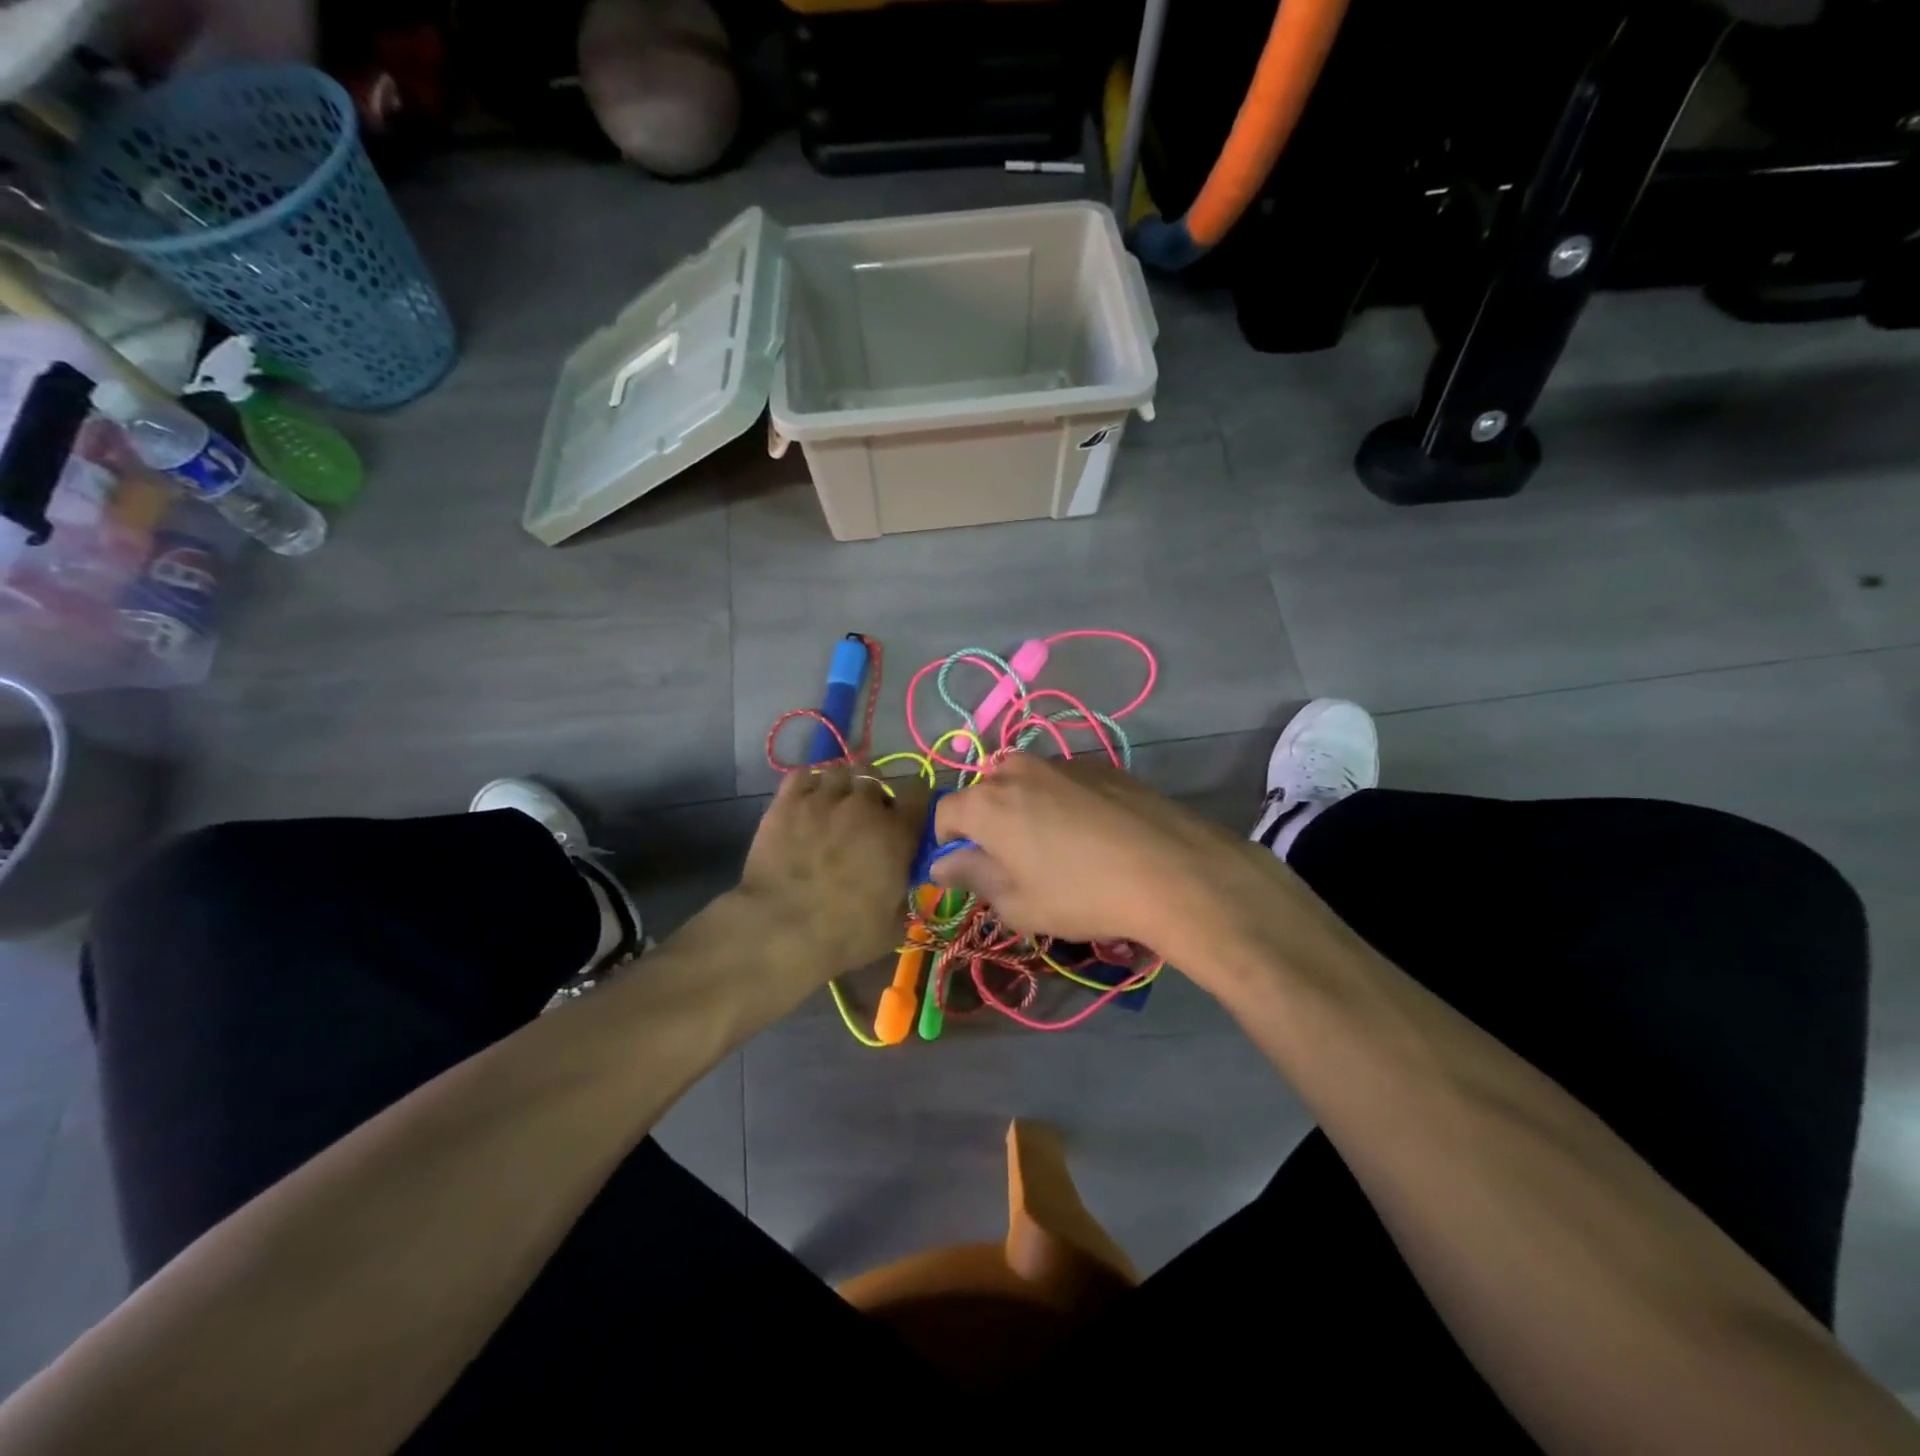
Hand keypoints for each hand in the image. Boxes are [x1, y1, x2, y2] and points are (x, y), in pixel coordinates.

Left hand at [738, 763, 930, 978]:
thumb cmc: (845, 936)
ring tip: (834, 804)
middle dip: (873, 794)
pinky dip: (808, 783)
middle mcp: (864, 806)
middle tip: (865, 817)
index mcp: (898, 833)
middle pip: (876, 777)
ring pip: (840, 771)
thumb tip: (901, 882)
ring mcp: (824, 799)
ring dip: (842, 785)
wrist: (781, 930)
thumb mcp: (893, 925)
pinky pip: (803, 775)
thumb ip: (904, 893)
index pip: (919, 792)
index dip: (914, 802)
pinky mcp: (788, 802)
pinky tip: (806, 801)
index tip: (908, 817)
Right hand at [930, 754, 1268, 952]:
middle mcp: (1018, 770)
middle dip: (986, 822)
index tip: (964, 869)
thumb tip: (942, 863)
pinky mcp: (1100, 765)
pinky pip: (1063, 781)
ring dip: (1025, 808)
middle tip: (1011, 861)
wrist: (1171, 870)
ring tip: (1055, 847)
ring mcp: (1062, 762)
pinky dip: (1062, 801)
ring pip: (1026, 782)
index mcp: (987, 803)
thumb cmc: (1081, 895)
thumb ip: (972, 876)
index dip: (946, 842)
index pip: (944, 813)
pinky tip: (1092, 834)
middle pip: (985, 791)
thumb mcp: (1018, 903)